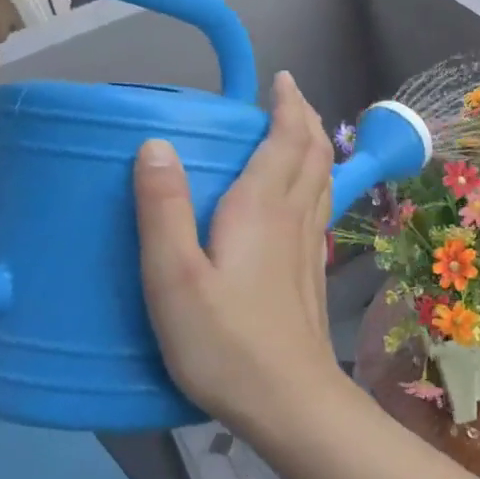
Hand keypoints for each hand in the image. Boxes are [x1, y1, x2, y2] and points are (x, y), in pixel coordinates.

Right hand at [134, 72, 341, 426]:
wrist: (289, 398)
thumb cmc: (224, 342)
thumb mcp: (174, 277)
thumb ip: (163, 210)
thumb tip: (156, 144)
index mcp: (262, 208)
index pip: (286, 139)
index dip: (288, 105)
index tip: (282, 80)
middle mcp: (294, 216)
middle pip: (313, 152)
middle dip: (305, 117)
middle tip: (290, 96)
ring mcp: (310, 245)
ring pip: (323, 178)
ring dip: (315, 146)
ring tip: (300, 131)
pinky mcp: (312, 271)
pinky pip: (320, 206)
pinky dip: (316, 180)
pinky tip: (303, 195)